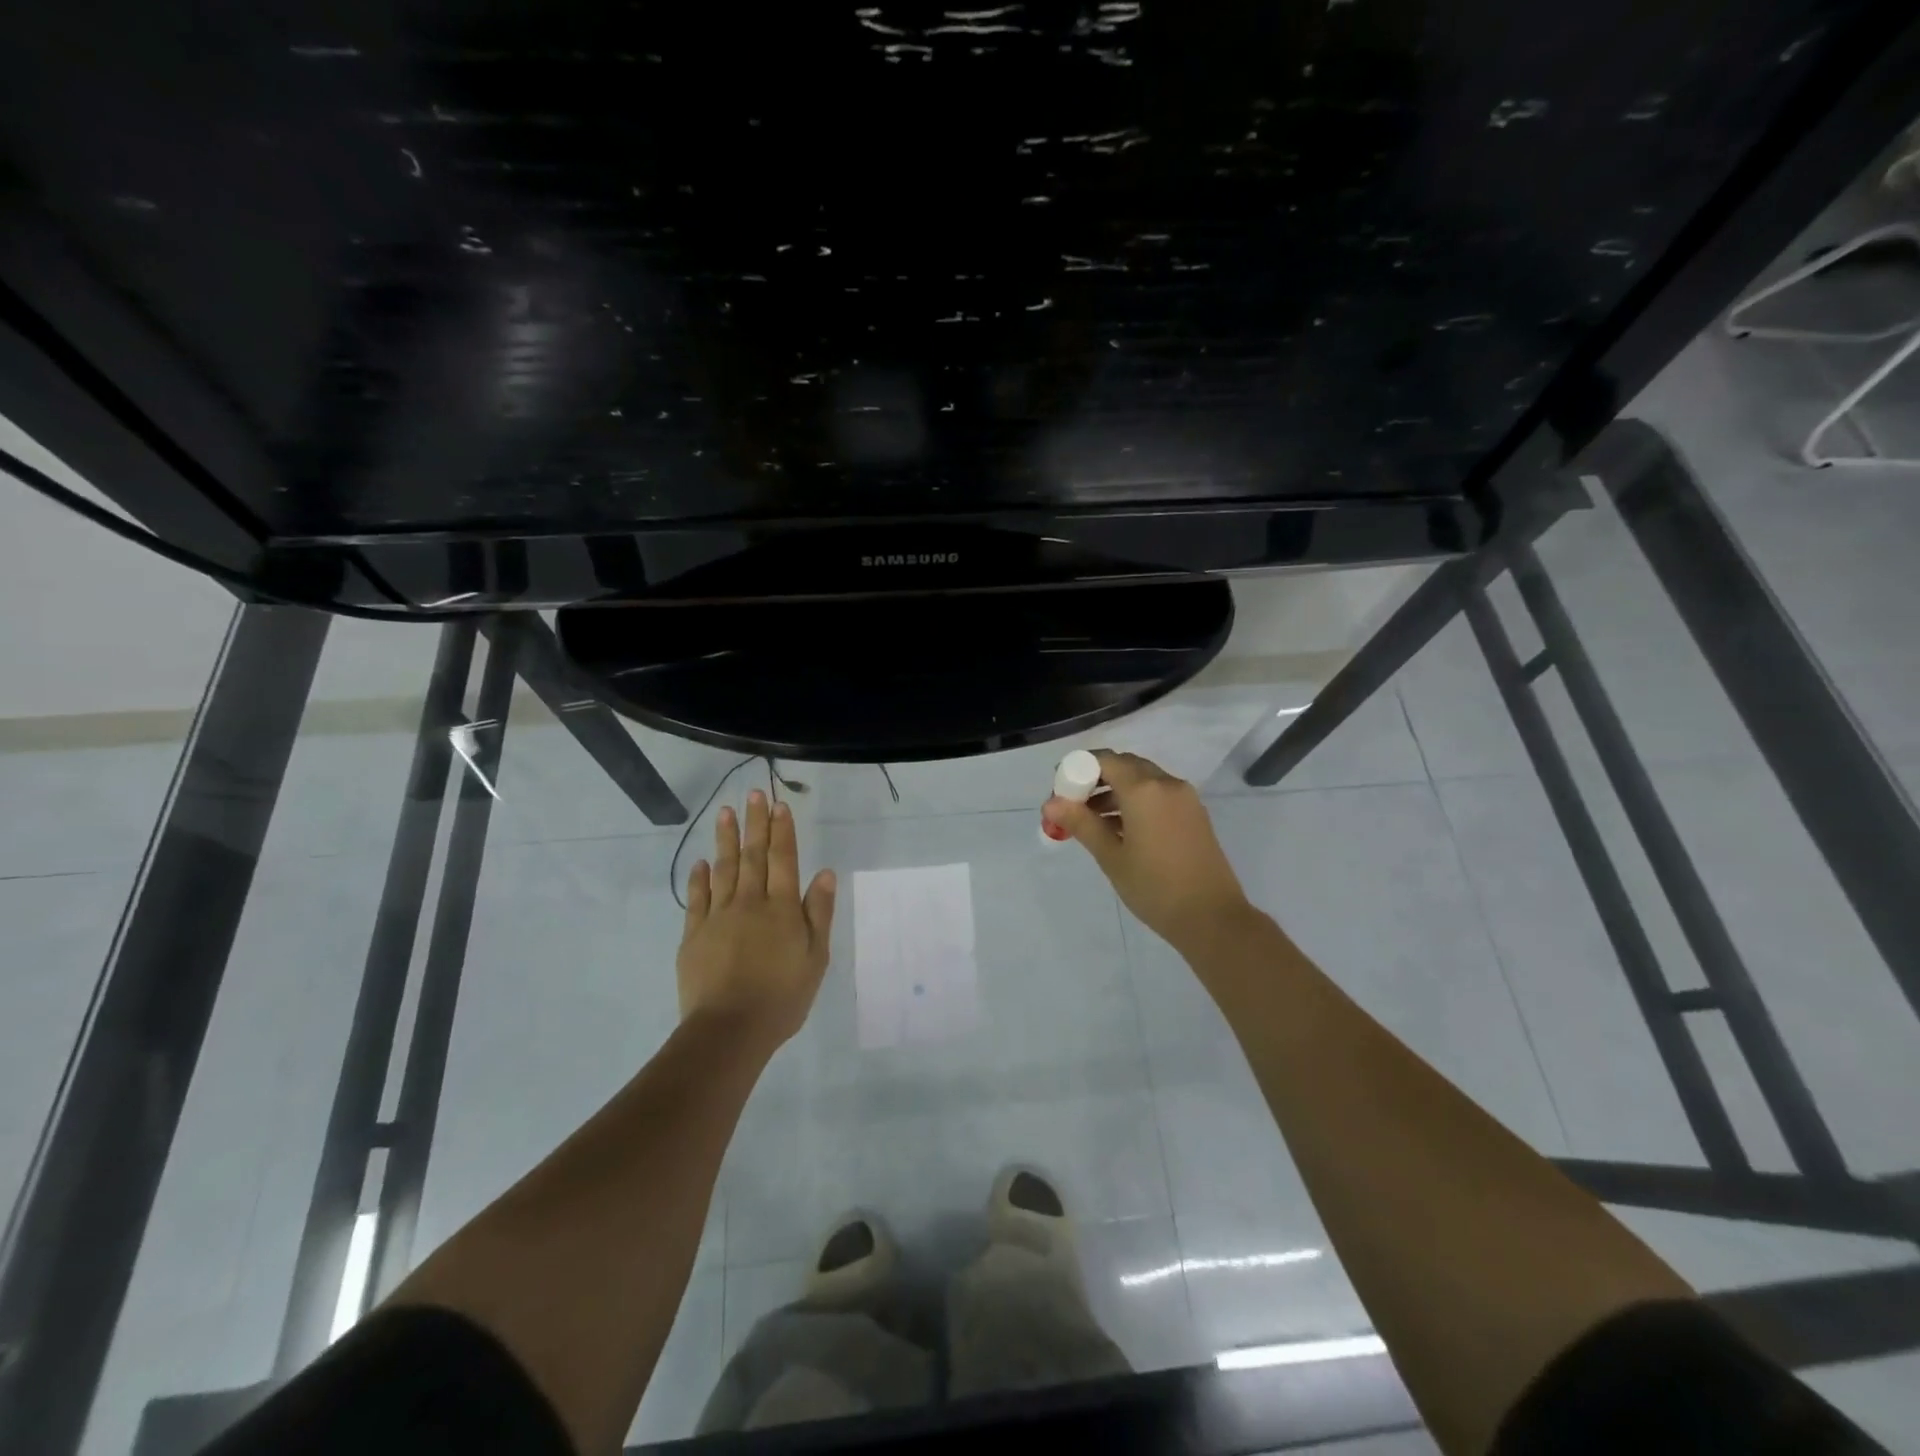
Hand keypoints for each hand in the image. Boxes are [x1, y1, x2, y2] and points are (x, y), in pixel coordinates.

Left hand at [678, 789, 836, 1049]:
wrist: (729, 1030)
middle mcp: (750, 903)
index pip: (783, 859)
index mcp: (781, 908)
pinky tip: (701, 862)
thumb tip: (823, 873)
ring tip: (725, 813)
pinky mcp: (694, 935)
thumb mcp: (816, 958)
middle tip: (753, 794)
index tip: (779, 805)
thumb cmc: (782, 997)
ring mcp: (718, 917)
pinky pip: (697, 899)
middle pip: (753, 856)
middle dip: (755, 823)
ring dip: (725, 839)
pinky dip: (700, 878)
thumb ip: (818, 913)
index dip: (782, 831)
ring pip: (723, 869)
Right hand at [1043, 750, 1256, 954]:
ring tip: (1092, 821)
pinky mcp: (1194, 814)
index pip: (1105, 760)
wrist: (1212, 918)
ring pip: (1143, 780)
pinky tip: (1121, 829)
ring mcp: (1185, 798)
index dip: (1079, 768)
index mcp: (1144, 790)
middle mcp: (1167, 784)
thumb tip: (1051, 803)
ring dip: (1116, 790)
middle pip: (1125, 766)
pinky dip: (1137, 801)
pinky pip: (1159, 794)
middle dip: (1097, 778)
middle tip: (1074, 803)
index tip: (1060, 788)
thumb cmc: (1155, 887)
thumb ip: (1081, 823)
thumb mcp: (1111, 857)